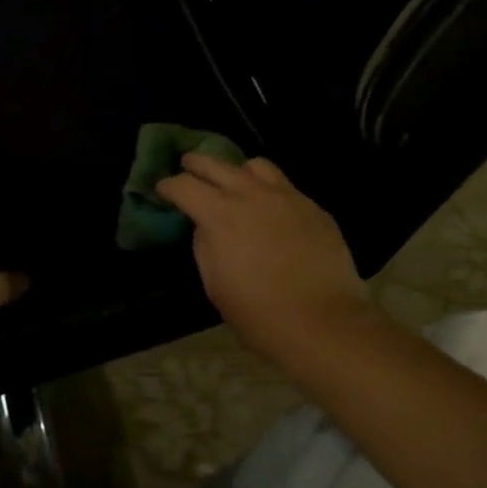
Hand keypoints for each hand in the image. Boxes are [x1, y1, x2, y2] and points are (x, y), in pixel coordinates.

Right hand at [156, 154, 370, 359]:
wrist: (323, 323)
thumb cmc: (259, 314)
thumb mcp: (215, 285)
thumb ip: (205, 247)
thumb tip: (206, 228)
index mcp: (221, 216)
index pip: (185, 186)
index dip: (169, 186)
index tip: (163, 189)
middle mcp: (252, 195)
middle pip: (217, 164)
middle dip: (197, 164)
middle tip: (188, 166)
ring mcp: (288, 197)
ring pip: (257, 166)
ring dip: (237, 171)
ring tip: (234, 182)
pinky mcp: (314, 208)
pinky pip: (285, 186)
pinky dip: (269, 189)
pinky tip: (270, 208)